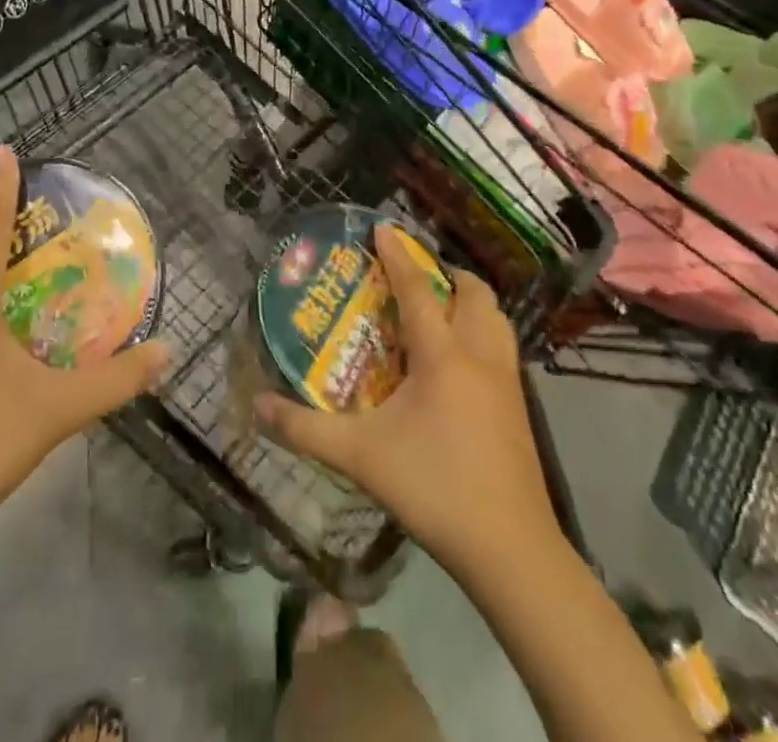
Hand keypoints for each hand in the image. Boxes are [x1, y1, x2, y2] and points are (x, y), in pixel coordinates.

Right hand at [253, 227, 556, 579]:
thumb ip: (305, 430)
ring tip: (440, 307)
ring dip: (469, 300)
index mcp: (442, 355)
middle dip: (444, 272)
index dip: (398, 255)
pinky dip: (482, 330)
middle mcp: (480, 355)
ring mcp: (507, 380)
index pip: (417, 289)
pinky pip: (502, 346)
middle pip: (472, 292)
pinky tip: (460, 359)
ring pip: (496, 317)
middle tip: (414, 274)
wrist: (511, 549)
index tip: (383, 227)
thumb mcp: (359, 457)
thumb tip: (257, 406)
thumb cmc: (434, 487)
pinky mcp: (519, 406)